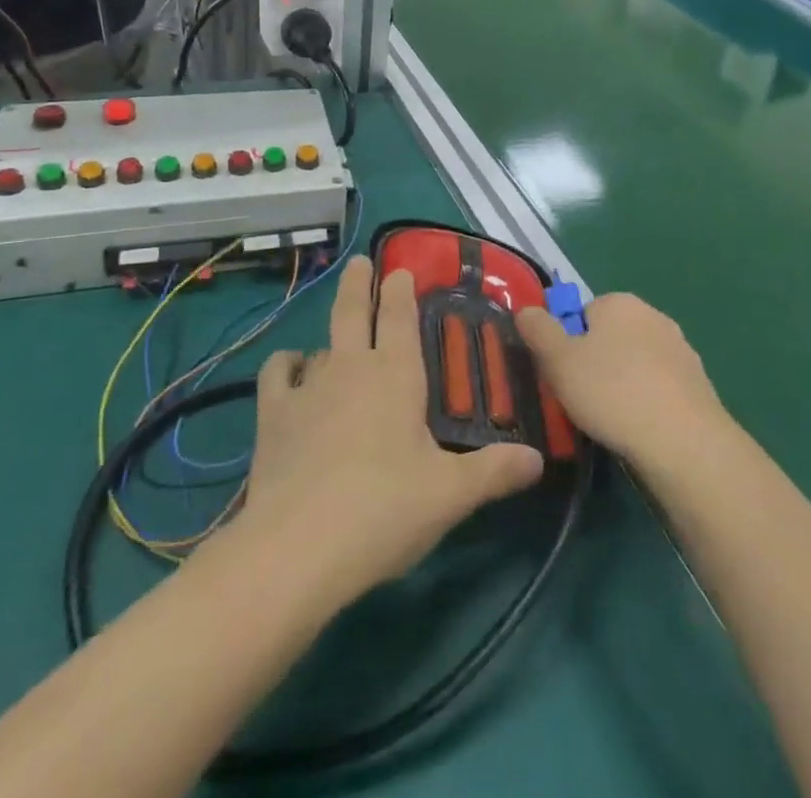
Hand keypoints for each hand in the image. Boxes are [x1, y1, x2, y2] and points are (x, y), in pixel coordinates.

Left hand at [236, 258, 543, 605]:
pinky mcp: (273, 415)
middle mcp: (351, 368)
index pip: (398, 316)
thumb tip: (537, 459)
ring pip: (322, 345)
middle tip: (359, 261)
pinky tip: (291, 370)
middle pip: (352, 312)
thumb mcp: (451, 495)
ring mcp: (308, 387)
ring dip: (331, 337)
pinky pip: (277, 374)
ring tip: (336, 340)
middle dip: (358, 283)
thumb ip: (494, 471)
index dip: (399, 289)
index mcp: (396, 375)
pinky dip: (286, 366)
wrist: (298, 548)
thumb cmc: (385, 510)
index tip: (399, 269)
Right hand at [515, 293, 731, 470]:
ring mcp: (680, 348)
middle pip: (610, 336)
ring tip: (611, 420)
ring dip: (623, 383)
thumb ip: (538, 330)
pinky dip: (648, 401)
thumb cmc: (612, 392)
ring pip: (636, 362)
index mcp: (618, 302)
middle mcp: (653, 315)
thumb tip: (526, 310)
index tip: (563, 375)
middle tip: (582, 399)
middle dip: (596, 363)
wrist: (684, 441)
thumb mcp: (558, 360)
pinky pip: (660, 386)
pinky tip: (641, 428)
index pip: (581, 314)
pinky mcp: (698, 382)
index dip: (567, 344)